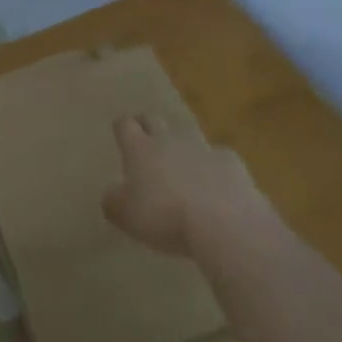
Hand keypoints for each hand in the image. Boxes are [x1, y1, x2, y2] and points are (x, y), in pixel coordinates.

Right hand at [103, 114, 271, 257]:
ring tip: (181, 159)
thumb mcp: (127, 216)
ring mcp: (202, 147)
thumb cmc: (165, 216)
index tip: (121, 132)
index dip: (122, 127)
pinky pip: (218, 157)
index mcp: (140, 149)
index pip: (125, 125)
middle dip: (148, 124)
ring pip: (187, 133)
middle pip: (154, 119)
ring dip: (182, 142)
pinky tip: (216, 184)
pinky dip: (213, 166)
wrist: (224, 222)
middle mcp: (169, 140)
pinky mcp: (230, 161)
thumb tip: (111, 193)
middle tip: (146, 136)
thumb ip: (114, 202)